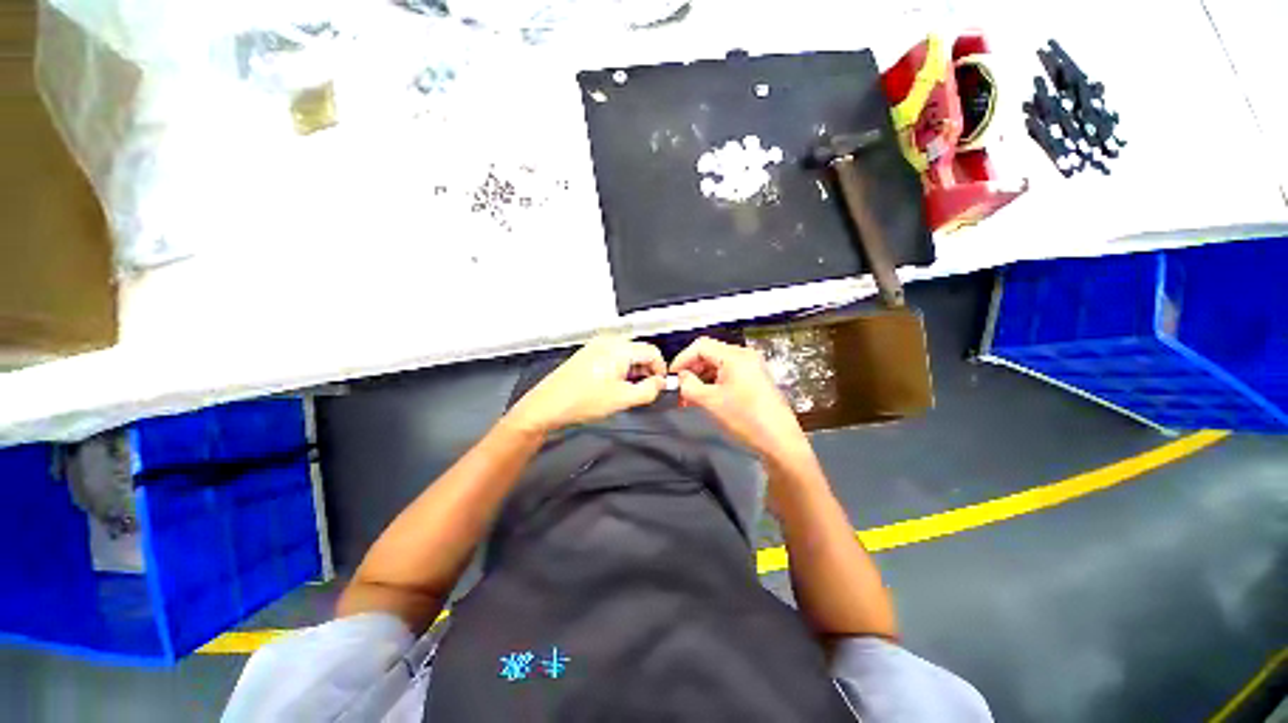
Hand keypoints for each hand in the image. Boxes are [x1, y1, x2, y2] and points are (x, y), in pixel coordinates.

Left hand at [507, 336, 666, 434]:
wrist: (547, 406)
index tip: (660, 385)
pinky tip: (614, 387)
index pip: (652, 352)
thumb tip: (659, 384)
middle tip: (645, 391)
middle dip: (646, 371)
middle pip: (639, 352)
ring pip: (626, 356)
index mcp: (619, 348)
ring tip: (627, 392)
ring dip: (633, 372)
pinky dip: (620, 371)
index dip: (660, 369)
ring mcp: (596, 347)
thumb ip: (649, 391)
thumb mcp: (623, 399)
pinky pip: (613, 358)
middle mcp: (607, 342)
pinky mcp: (588, 355)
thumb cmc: (578, 401)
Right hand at [670, 337, 806, 459]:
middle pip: (710, 353)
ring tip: (689, 398)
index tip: (671, 377)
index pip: (700, 346)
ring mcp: (752, 367)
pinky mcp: (755, 380)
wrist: (780, 442)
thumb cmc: (744, 419)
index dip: (682, 359)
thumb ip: (689, 385)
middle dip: (691, 370)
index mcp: (735, 356)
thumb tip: (681, 378)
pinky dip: (713, 383)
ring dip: (701, 378)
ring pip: (718, 365)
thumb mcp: (710, 402)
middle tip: (679, 389)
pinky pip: (728, 374)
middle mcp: (745, 356)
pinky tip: (705, 398)